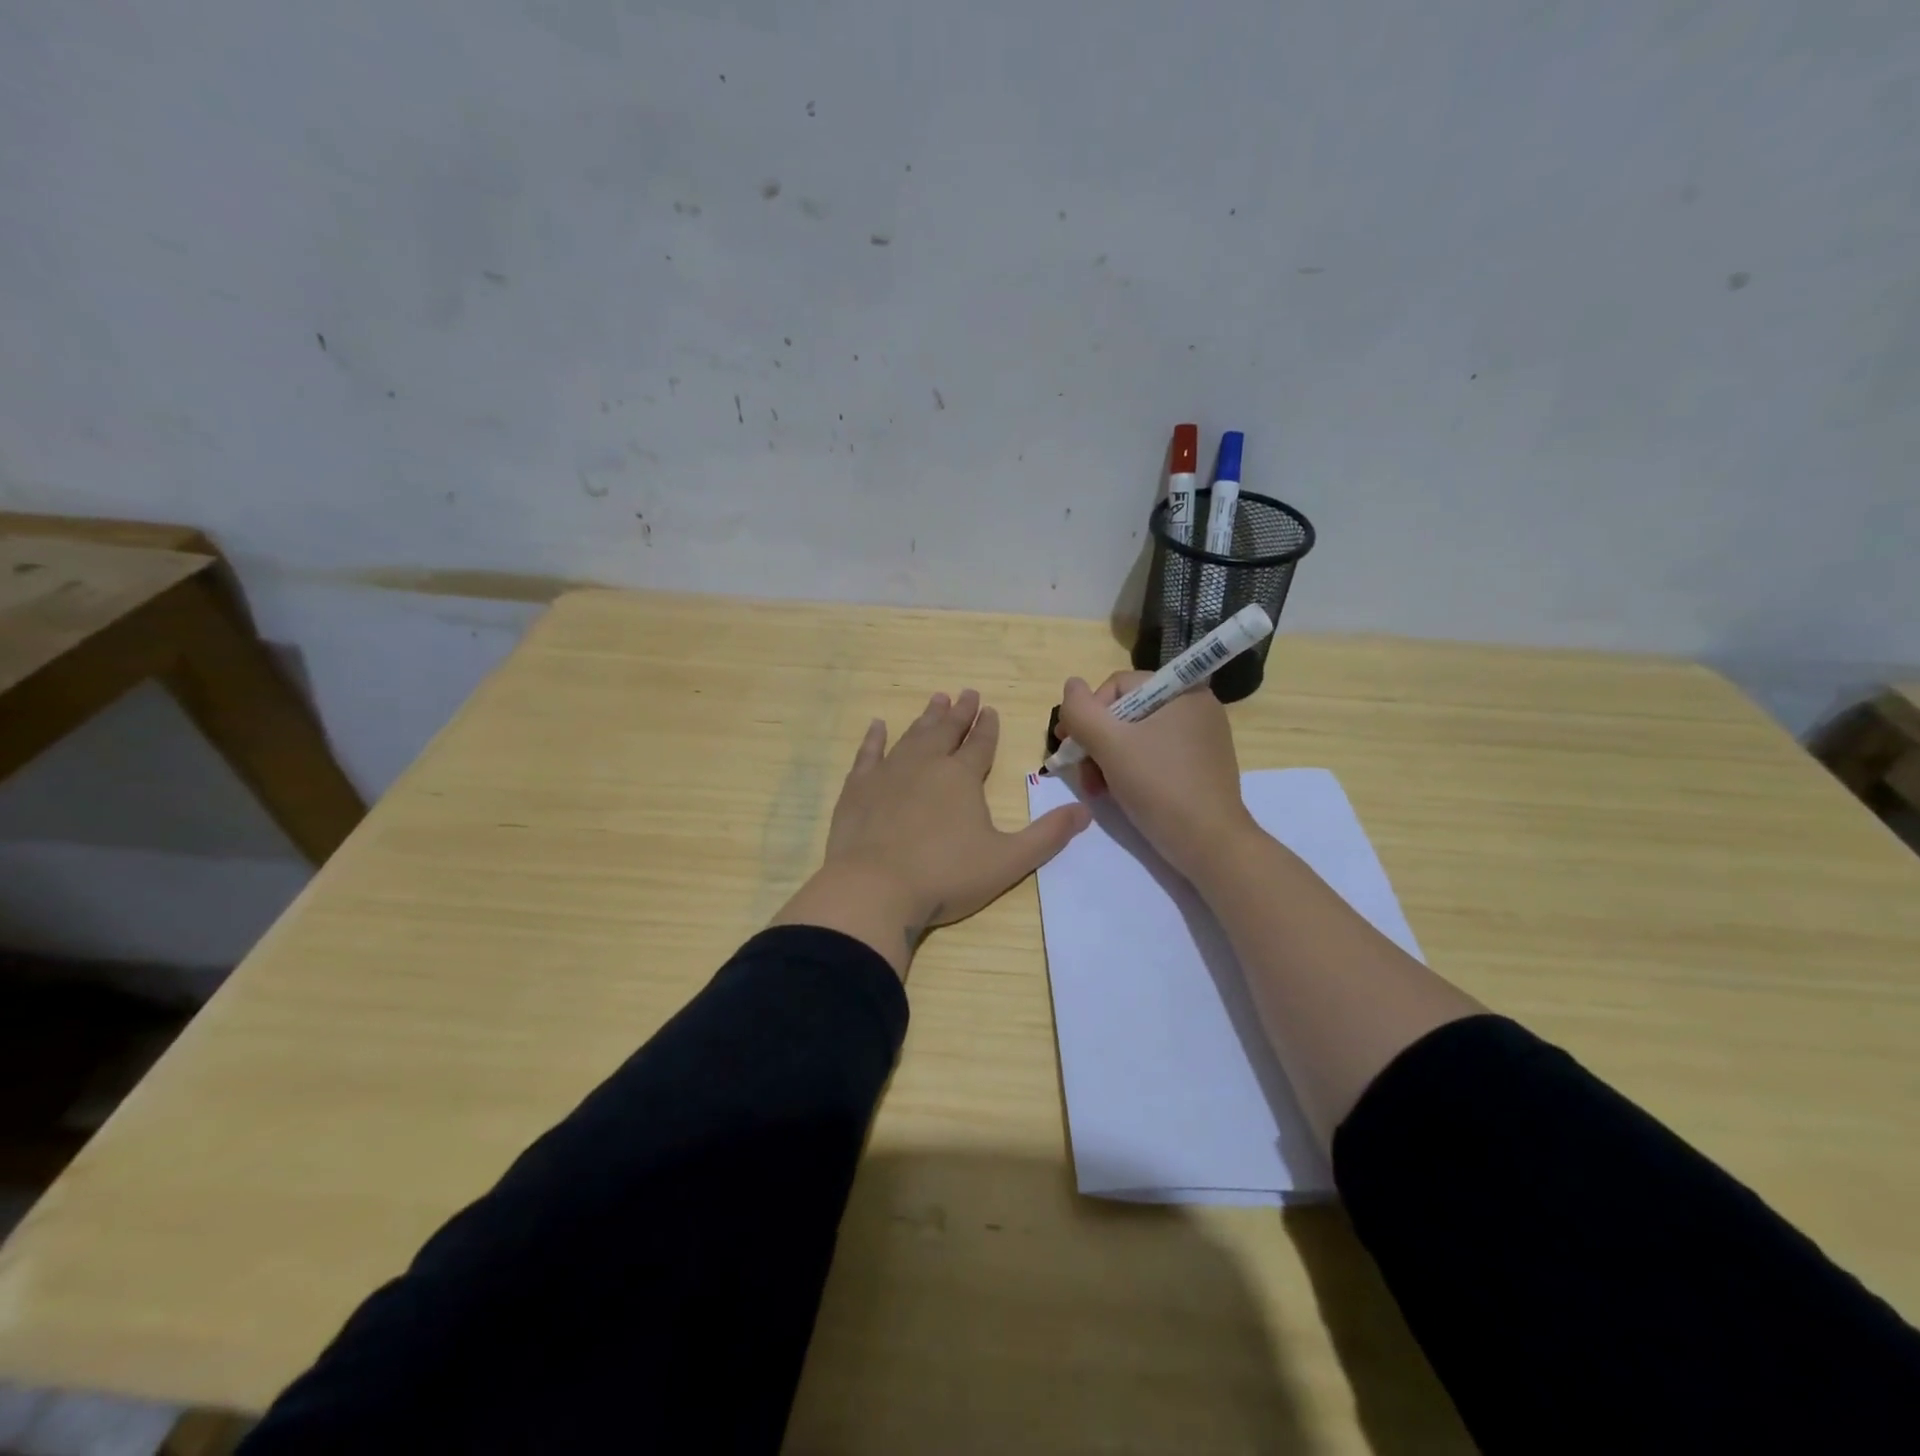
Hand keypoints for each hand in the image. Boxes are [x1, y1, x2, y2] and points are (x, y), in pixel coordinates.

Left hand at [771, 689, 1091, 974]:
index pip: (980, 744)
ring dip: (926, 718)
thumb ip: (1047, 836)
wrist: (874, 888)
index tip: (990, 709)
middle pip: (946, 731)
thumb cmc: (945, 876)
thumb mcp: (1008, 861)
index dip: (987, 727)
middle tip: (966, 692)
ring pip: (912, 736)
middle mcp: (926, 765)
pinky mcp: (858, 788)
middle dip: (959, 712)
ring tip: (936, 700)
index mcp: (962, 777)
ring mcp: (889, 773)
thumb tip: (1084, 812)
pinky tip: (877, 726)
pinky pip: (868, 754)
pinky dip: (874, 738)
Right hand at [1055, 671, 1257, 883]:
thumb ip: (1082, 711)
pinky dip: (1129, 769)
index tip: (1069, 746)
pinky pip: (1153, 755)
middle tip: (1082, 774)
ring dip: (1107, 759)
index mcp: (1182, 691)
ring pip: (1135, 736)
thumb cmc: (1160, 786)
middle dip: (1096, 742)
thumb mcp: (1110, 744)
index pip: (1118, 686)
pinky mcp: (1198, 766)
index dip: (1087, 713)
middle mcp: (1195, 707)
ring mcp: (1199, 737)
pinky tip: (1118, 792)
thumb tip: (1070, 684)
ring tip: (1096, 789)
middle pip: (1125, 712)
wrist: (1209, 845)